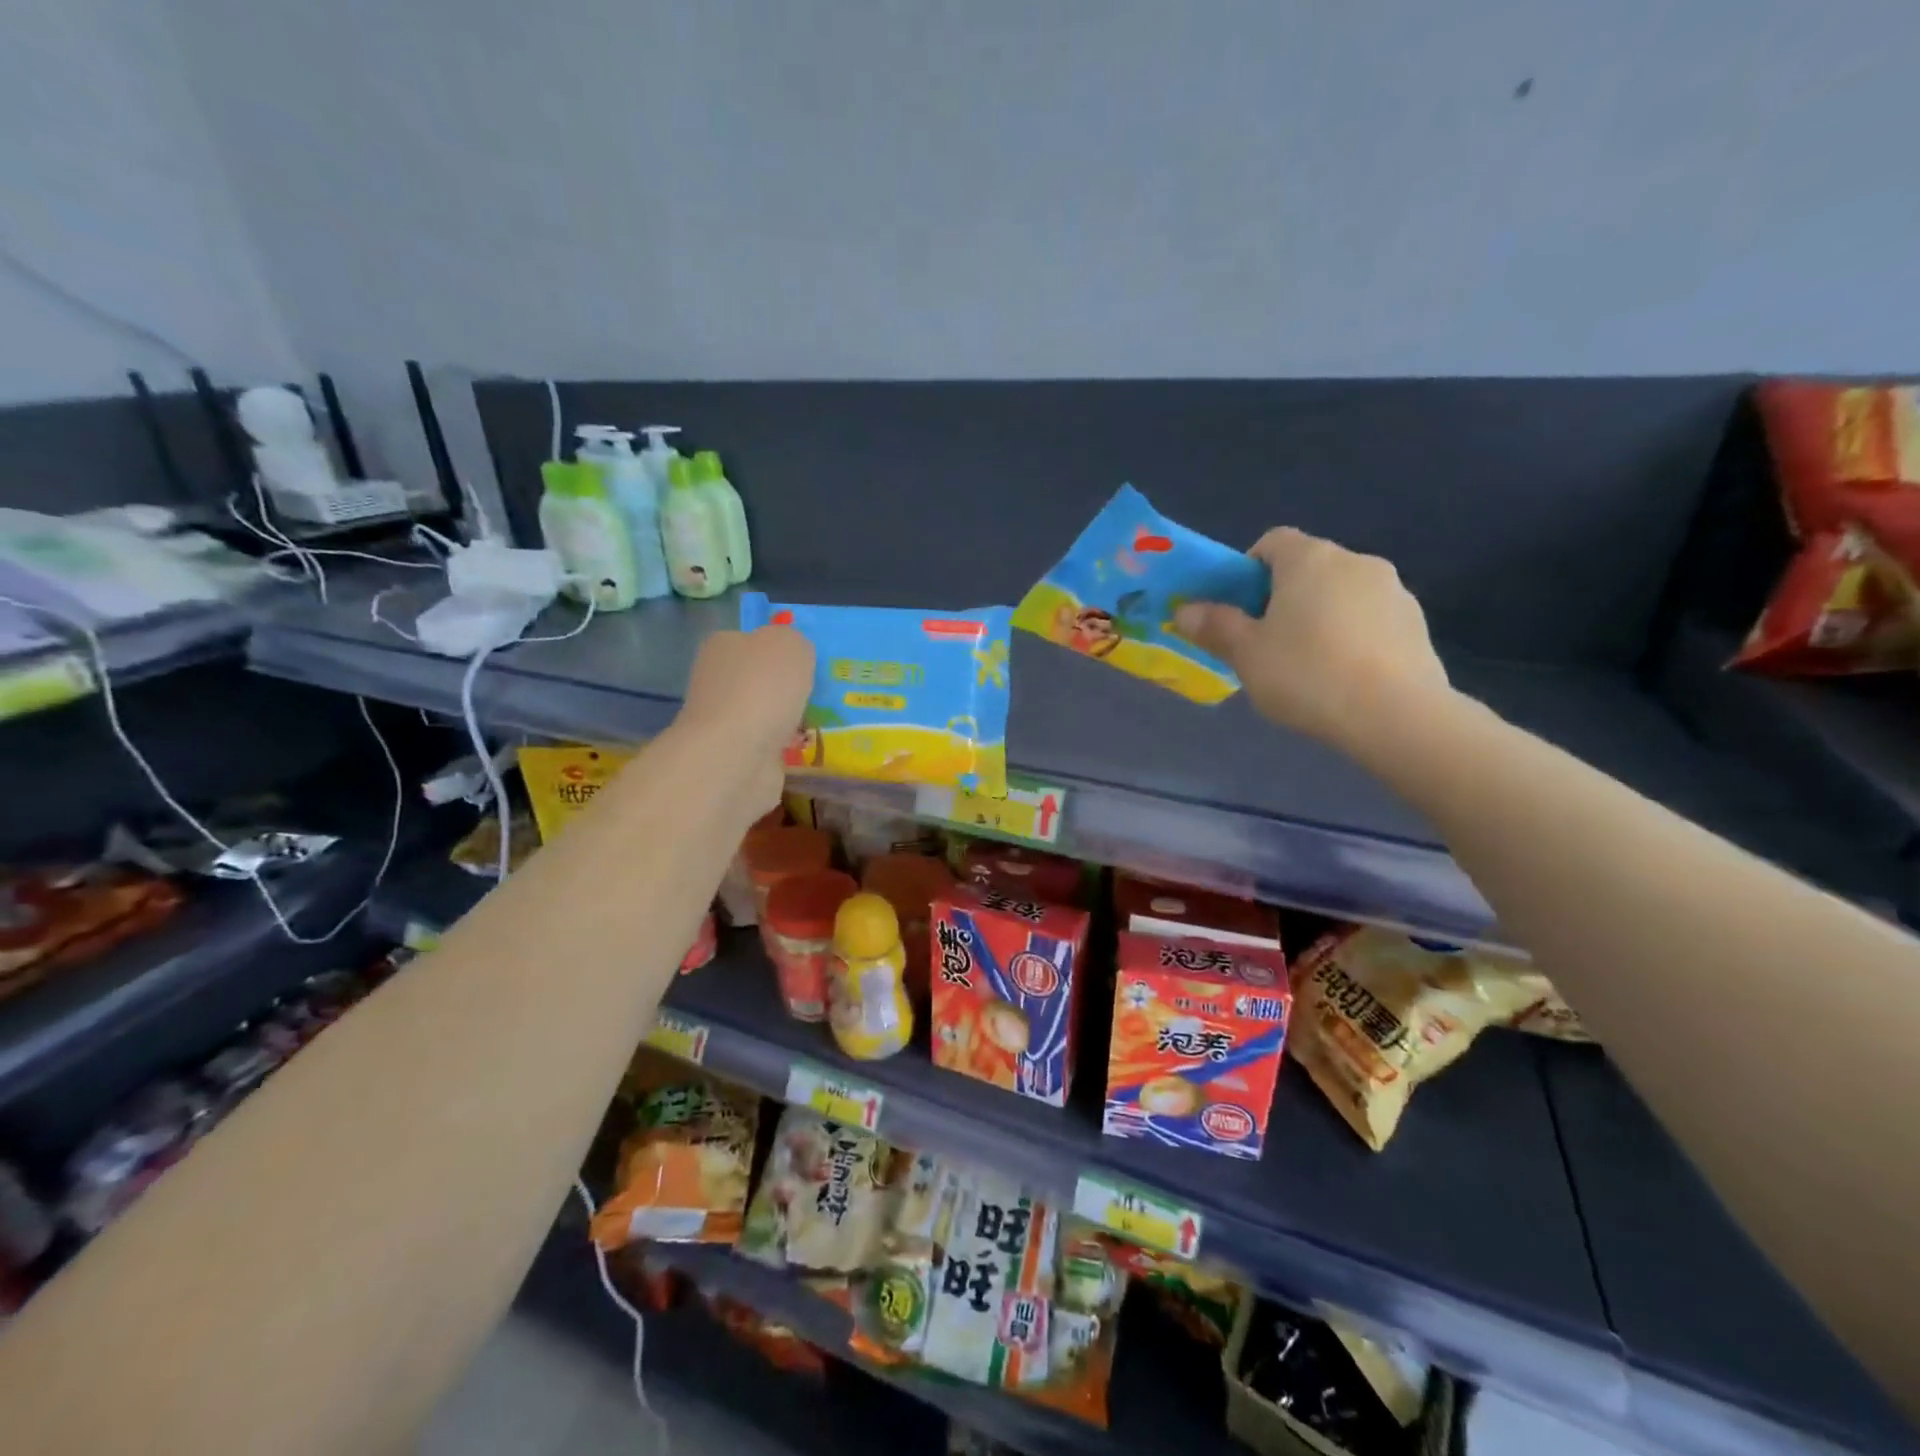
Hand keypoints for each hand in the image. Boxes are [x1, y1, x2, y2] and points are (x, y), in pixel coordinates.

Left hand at [673, 625, 814, 819]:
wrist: (737, 754)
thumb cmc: (763, 689)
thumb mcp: (792, 645)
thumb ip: (795, 643)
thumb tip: (794, 657)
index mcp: (722, 645)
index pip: (753, 640)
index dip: (781, 650)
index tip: (807, 665)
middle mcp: (715, 680)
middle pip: (759, 678)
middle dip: (786, 688)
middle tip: (818, 694)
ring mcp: (722, 720)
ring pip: (764, 713)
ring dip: (787, 719)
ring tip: (817, 722)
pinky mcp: (733, 754)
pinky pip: (767, 743)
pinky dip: (785, 746)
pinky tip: (804, 747)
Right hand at [1174, 528, 1450, 750]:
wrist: (1397, 716)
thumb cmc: (1307, 675)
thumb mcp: (1246, 654)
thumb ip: (1214, 626)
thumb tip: (1184, 610)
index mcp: (1309, 559)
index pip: (1270, 542)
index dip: (1246, 571)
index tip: (1238, 611)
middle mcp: (1354, 561)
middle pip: (1306, 568)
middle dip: (1282, 598)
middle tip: (1266, 644)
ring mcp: (1393, 590)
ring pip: (1340, 594)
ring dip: (1319, 617)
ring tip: (1308, 667)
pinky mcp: (1416, 623)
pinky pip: (1369, 620)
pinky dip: (1352, 637)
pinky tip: (1344, 677)